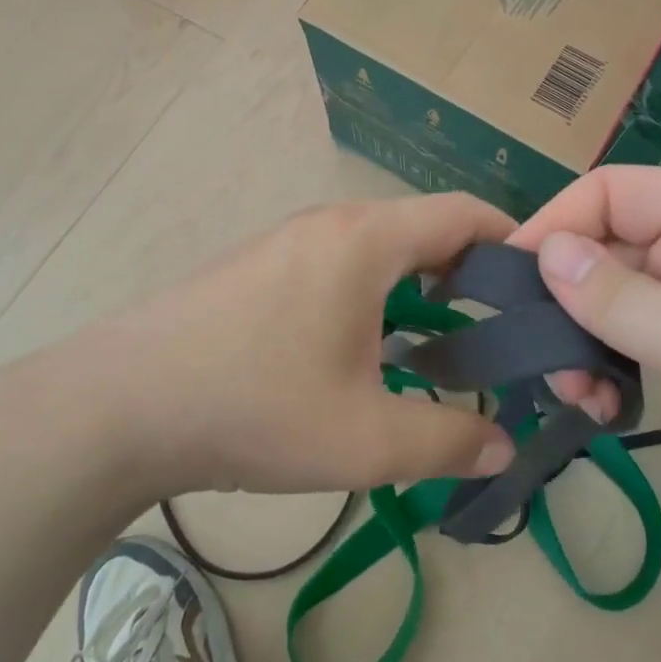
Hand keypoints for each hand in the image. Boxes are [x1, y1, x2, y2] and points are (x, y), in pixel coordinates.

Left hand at [44, 195, 518, 500]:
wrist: (119, 405)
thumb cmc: (255, 406)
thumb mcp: (366, 439)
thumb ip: (448, 442)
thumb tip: (503, 448)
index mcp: (367, 240)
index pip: (464, 213)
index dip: (514, 242)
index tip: (541, 290)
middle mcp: (329, 224)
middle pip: (422, 229)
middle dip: (469, 274)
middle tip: (497, 333)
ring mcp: (285, 241)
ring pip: (377, 251)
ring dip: (416, 289)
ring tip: (436, 348)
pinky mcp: (255, 268)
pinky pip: (336, 266)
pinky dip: (372, 296)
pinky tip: (361, 353)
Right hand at [510, 166, 660, 551]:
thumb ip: (620, 298)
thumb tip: (543, 252)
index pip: (610, 193)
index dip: (555, 225)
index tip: (508, 281)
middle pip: (603, 250)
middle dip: (566, 303)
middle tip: (551, 365)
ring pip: (609, 302)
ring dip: (582, 343)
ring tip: (582, 396)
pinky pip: (630, 342)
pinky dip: (607, 369)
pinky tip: (607, 409)